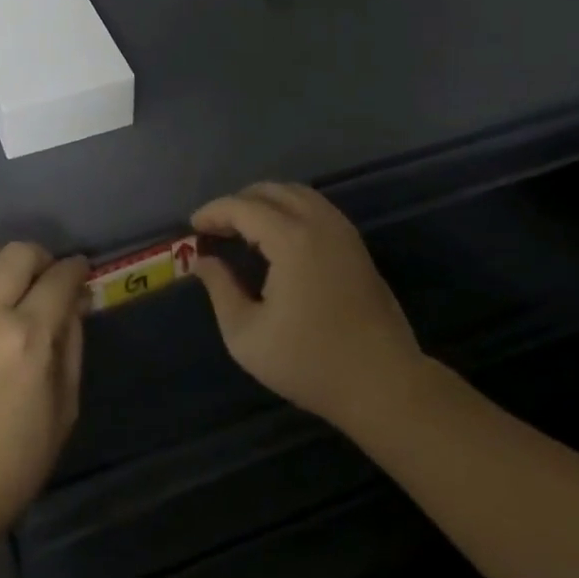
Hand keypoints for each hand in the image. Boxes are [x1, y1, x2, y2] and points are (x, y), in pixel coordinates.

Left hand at [0, 242, 89, 537]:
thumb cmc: (15, 461)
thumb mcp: (64, 408)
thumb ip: (71, 344)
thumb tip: (75, 302)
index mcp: (29, 338)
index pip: (59, 278)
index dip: (76, 268)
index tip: (81, 271)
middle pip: (19, 253)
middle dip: (42, 258)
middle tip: (46, 279)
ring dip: (1, 261)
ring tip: (7, 283)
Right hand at [192, 182, 428, 429]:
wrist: (385, 386)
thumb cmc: (311, 363)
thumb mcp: (247, 335)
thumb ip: (220, 290)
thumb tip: (202, 261)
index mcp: (291, 239)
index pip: (242, 207)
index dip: (213, 212)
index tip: (193, 227)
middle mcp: (319, 222)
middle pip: (270, 190)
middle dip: (237, 202)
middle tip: (216, 228)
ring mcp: (342, 231)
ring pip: (296, 193)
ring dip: (265, 202)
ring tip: (243, 228)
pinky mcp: (356, 245)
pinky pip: (315, 207)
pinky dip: (289, 209)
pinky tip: (278, 237)